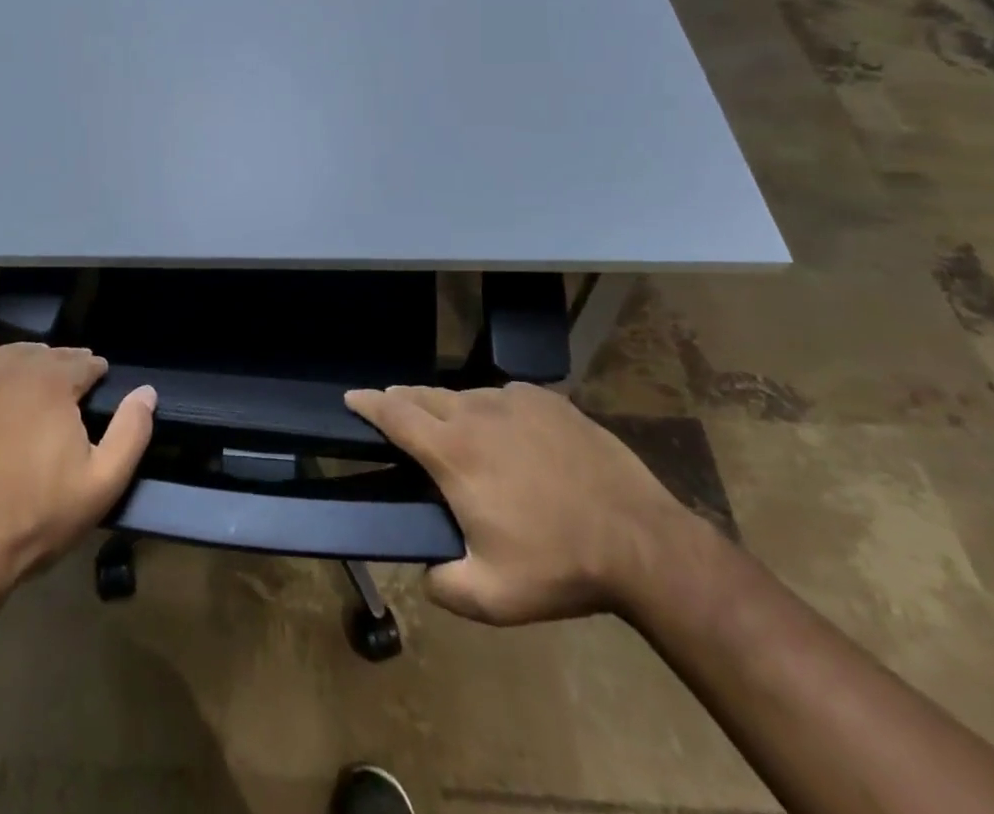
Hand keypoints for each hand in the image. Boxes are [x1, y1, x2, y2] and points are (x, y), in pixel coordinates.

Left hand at [0, 336, 155, 591]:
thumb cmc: (38, 519)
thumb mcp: (102, 485)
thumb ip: (131, 433)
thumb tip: (147, 391)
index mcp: (54, 386)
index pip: (83, 362)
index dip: (95, 371)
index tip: (100, 383)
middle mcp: (14, 373)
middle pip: (47, 355)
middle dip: (65, 364)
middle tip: (72, 384)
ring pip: (9, 354)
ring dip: (30, 358)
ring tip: (39, 374)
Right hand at [345, 382, 696, 625]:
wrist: (642, 542)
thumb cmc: (559, 566)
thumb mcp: (492, 597)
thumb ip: (444, 586)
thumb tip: (426, 572)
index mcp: (453, 452)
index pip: (394, 414)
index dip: (367, 403)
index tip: (350, 398)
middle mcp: (476, 413)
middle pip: (423, 395)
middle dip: (402, 401)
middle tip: (394, 411)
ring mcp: (515, 401)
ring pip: (466, 395)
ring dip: (449, 408)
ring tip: (455, 430)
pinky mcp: (549, 400)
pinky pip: (506, 397)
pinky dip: (494, 410)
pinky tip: (508, 432)